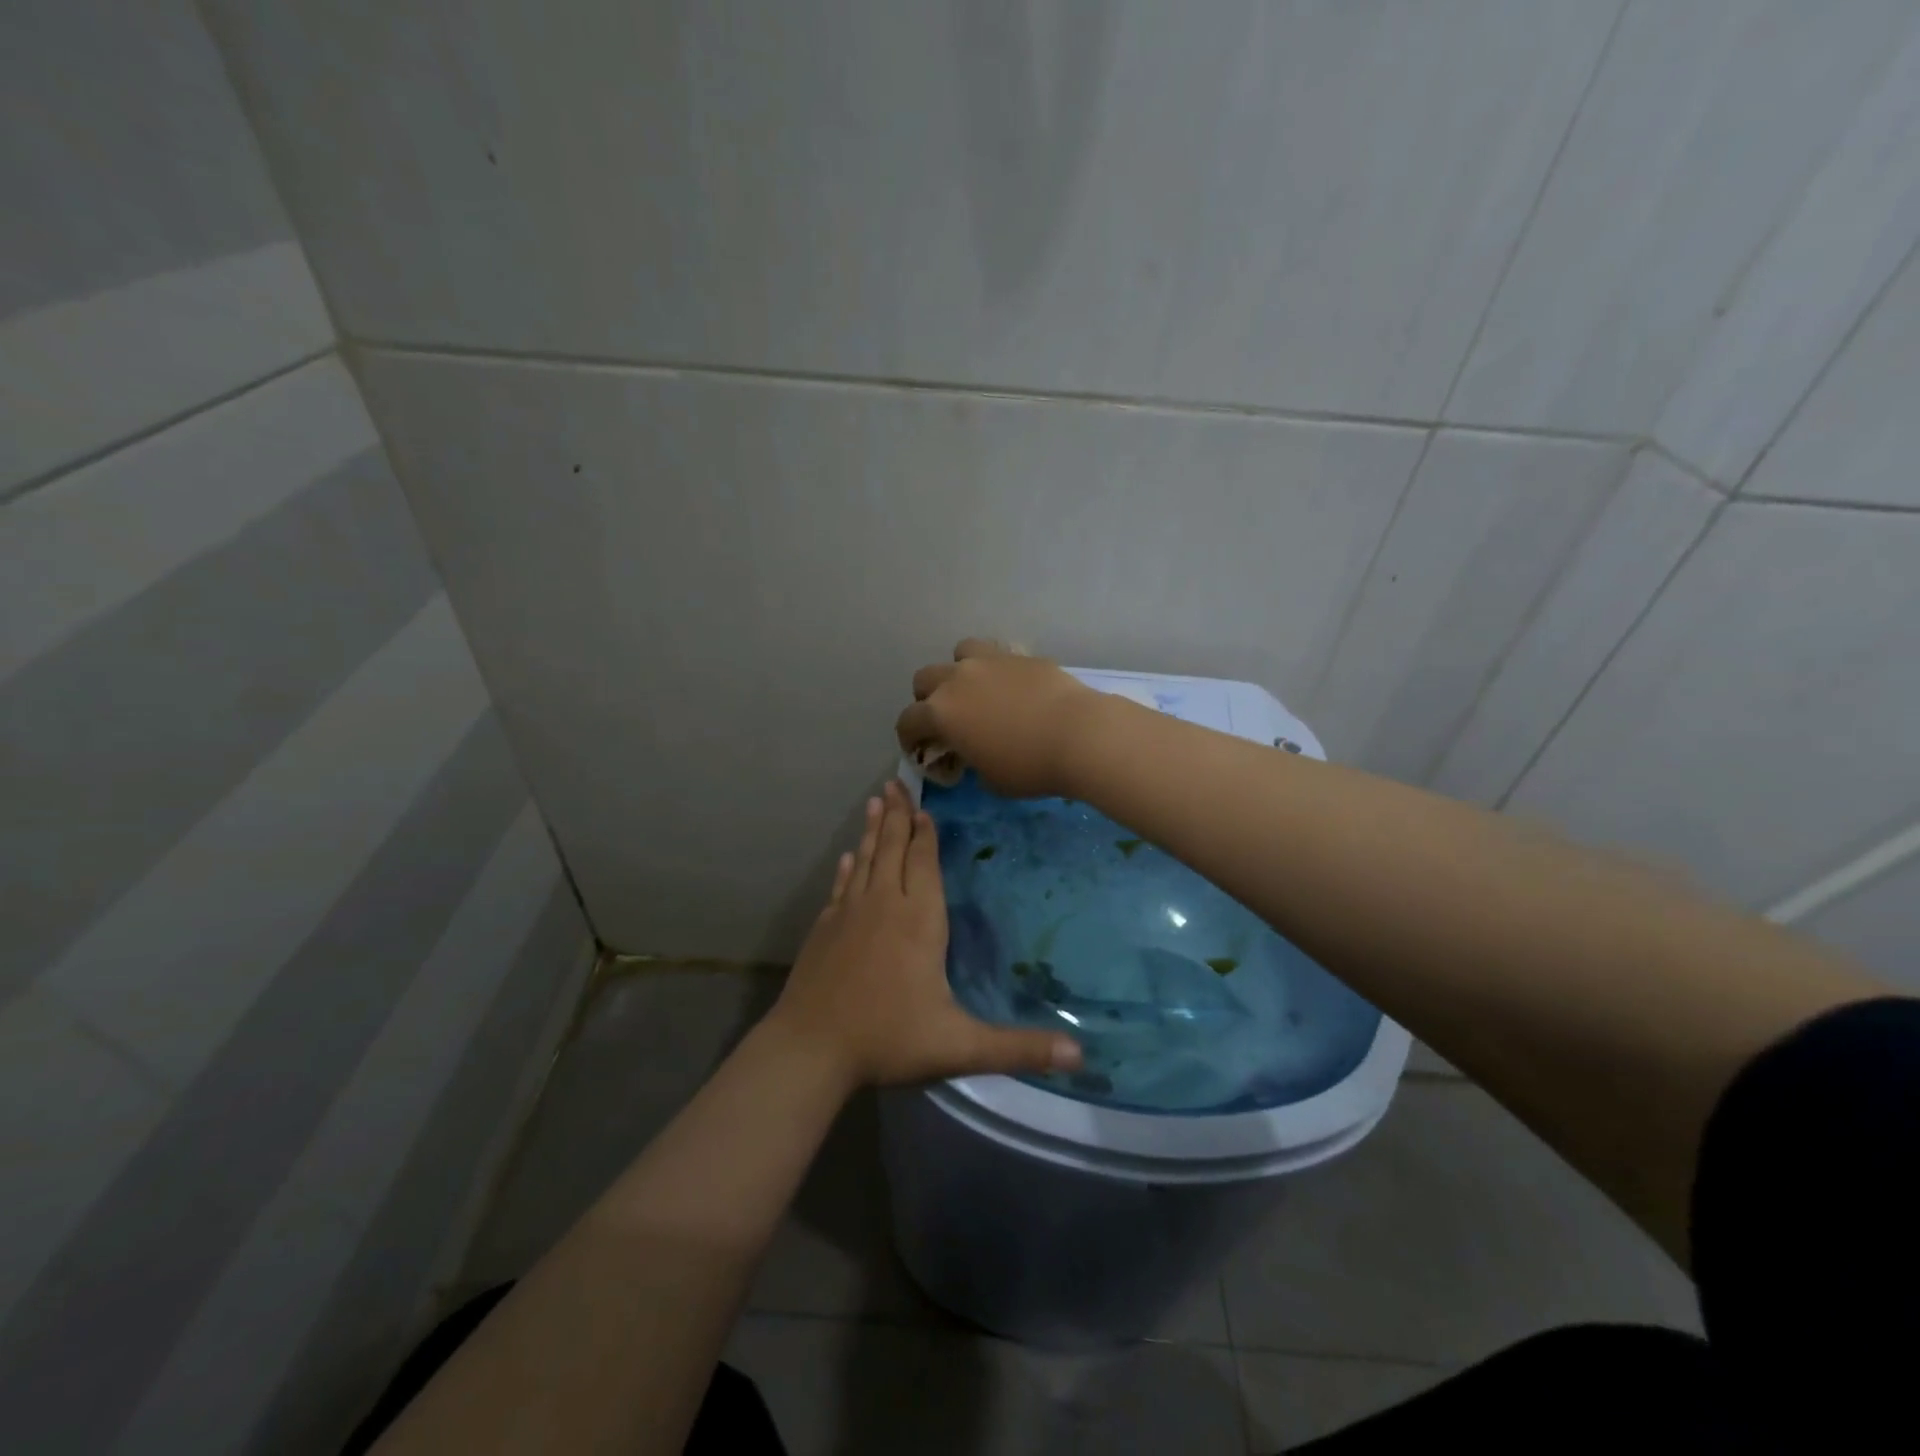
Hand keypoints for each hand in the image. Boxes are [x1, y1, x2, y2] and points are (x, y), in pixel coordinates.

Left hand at [766, 781, 1081, 1086]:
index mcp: (918, 921)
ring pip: (865, 860)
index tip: (925, 808)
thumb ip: (1019, 1048)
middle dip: (898, 815)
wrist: (810, 1049)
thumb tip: (1081, 1056)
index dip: (926, 835)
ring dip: (873, 831)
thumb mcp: (960, 1047)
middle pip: (893, 850)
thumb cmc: (888, 1039)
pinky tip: (846, 858)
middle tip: (895, 782)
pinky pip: (840, 887)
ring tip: (876, 802)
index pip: (924, 865)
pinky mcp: (824, 930)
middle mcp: (883, 906)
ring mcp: (848, 915)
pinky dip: (846, 868)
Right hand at [894, 639, 1105, 798]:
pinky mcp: (1020, 655)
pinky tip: (1012, 688)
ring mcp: (990, 661)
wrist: (1078, 734)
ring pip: (959, 653)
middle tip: (946, 719)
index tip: (918, 749)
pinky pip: (997, 655)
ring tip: (976, 690)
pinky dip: (995, 670)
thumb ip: (971, 762)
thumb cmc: (1028, 767)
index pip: (908, 721)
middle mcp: (957, 679)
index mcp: (941, 713)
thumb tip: (974, 753)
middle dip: (927, 699)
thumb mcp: (990, 779)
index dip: (909, 737)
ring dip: (959, 670)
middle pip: (925, 679)